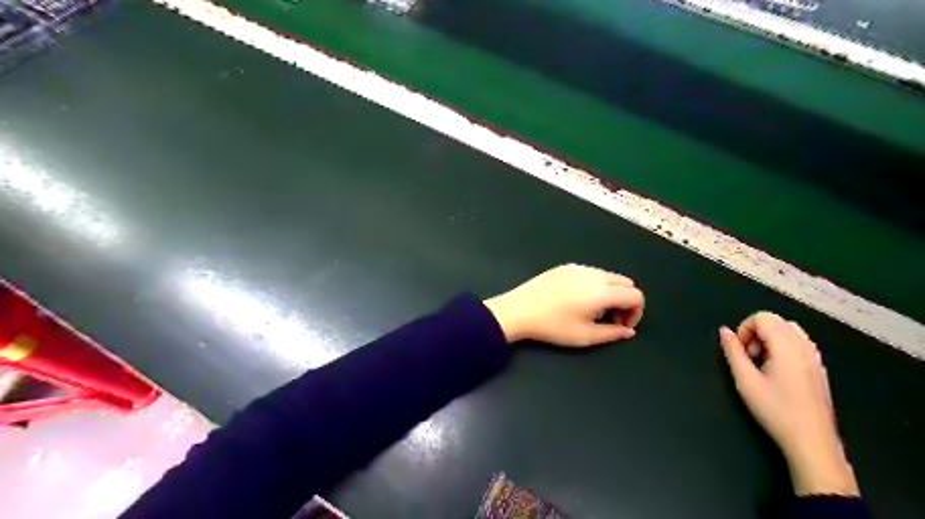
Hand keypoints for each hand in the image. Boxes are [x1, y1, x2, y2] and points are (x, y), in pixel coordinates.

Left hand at [486, 266, 644, 346]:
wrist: (519, 310)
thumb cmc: (553, 326)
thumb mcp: (585, 336)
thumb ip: (613, 333)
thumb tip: (629, 330)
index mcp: (603, 291)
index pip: (636, 295)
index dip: (636, 312)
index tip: (621, 325)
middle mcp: (595, 274)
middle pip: (625, 283)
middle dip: (625, 301)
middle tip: (609, 319)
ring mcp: (579, 267)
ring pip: (608, 276)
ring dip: (610, 292)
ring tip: (592, 310)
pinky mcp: (565, 266)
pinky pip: (590, 272)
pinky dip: (594, 284)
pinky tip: (576, 299)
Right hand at [721, 312, 858, 493]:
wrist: (812, 441)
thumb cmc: (775, 410)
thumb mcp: (745, 380)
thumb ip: (733, 352)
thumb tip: (724, 331)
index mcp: (787, 346)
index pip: (763, 317)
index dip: (745, 328)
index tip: (740, 351)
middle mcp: (805, 346)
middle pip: (776, 321)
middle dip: (757, 333)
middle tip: (749, 357)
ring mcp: (815, 357)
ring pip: (789, 331)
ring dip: (770, 339)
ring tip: (762, 364)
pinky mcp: (819, 369)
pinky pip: (799, 344)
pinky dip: (783, 348)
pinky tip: (777, 372)